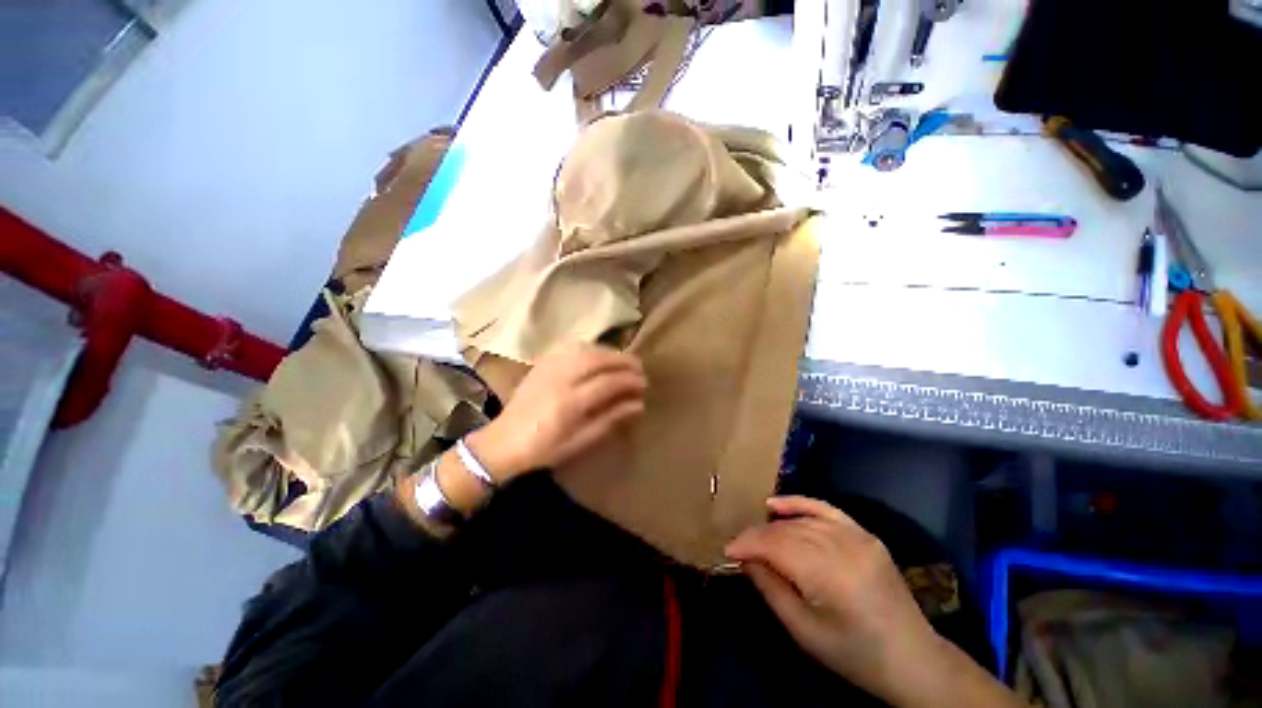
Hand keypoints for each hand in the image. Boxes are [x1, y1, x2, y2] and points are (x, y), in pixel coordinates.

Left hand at [467, 344, 645, 481]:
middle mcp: (560, 379)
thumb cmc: (544, 449)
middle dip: (623, 360)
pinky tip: (599, 356)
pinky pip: (571, 348)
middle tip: (639, 368)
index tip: (644, 385)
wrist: (503, 442)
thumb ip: (610, 419)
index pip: (608, 382)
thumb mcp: (580, 441)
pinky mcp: (542, 363)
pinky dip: (591, 349)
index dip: (629, 380)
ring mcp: (549, 368)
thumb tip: (638, 404)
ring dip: (609, 352)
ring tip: (623, 361)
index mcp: (569, 404)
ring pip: (586, 349)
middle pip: (598, 359)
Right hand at [724, 496, 941, 702]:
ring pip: (801, 520)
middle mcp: (841, 546)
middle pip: (786, 530)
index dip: (747, 544)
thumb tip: (745, 559)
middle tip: (738, 547)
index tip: (727, 550)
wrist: (912, 659)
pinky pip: (825, 509)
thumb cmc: (854, 654)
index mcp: (827, 574)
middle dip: (757, 536)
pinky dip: (799, 503)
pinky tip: (776, 503)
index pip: (774, 545)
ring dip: (773, 525)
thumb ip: (770, 588)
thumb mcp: (804, 631)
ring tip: (755, 536)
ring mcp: (856, 535)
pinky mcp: (864, 533)